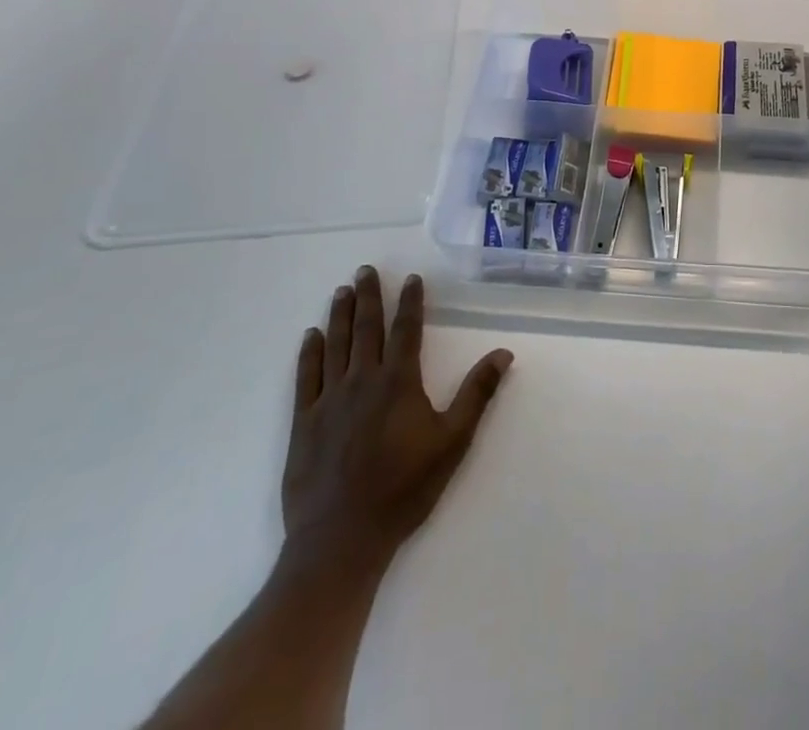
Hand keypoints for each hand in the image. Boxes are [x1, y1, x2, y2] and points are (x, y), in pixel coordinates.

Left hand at [279, 268, 512, 585]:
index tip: (410, 278)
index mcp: (399, 382)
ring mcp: (330, 399)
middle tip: (365, 270)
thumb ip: (476, 394)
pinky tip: (311, 335)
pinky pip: (307, 376)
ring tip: (342, 290)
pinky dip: (309, 352)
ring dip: (340, 314)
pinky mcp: (304, 422)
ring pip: (335, 344)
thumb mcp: (452, 442)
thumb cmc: (404, 489)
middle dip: (369, 296)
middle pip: (366, 328)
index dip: (410, 302)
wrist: (341, 539)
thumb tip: (503, 352)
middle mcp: (363, 380)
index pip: (406, 330)